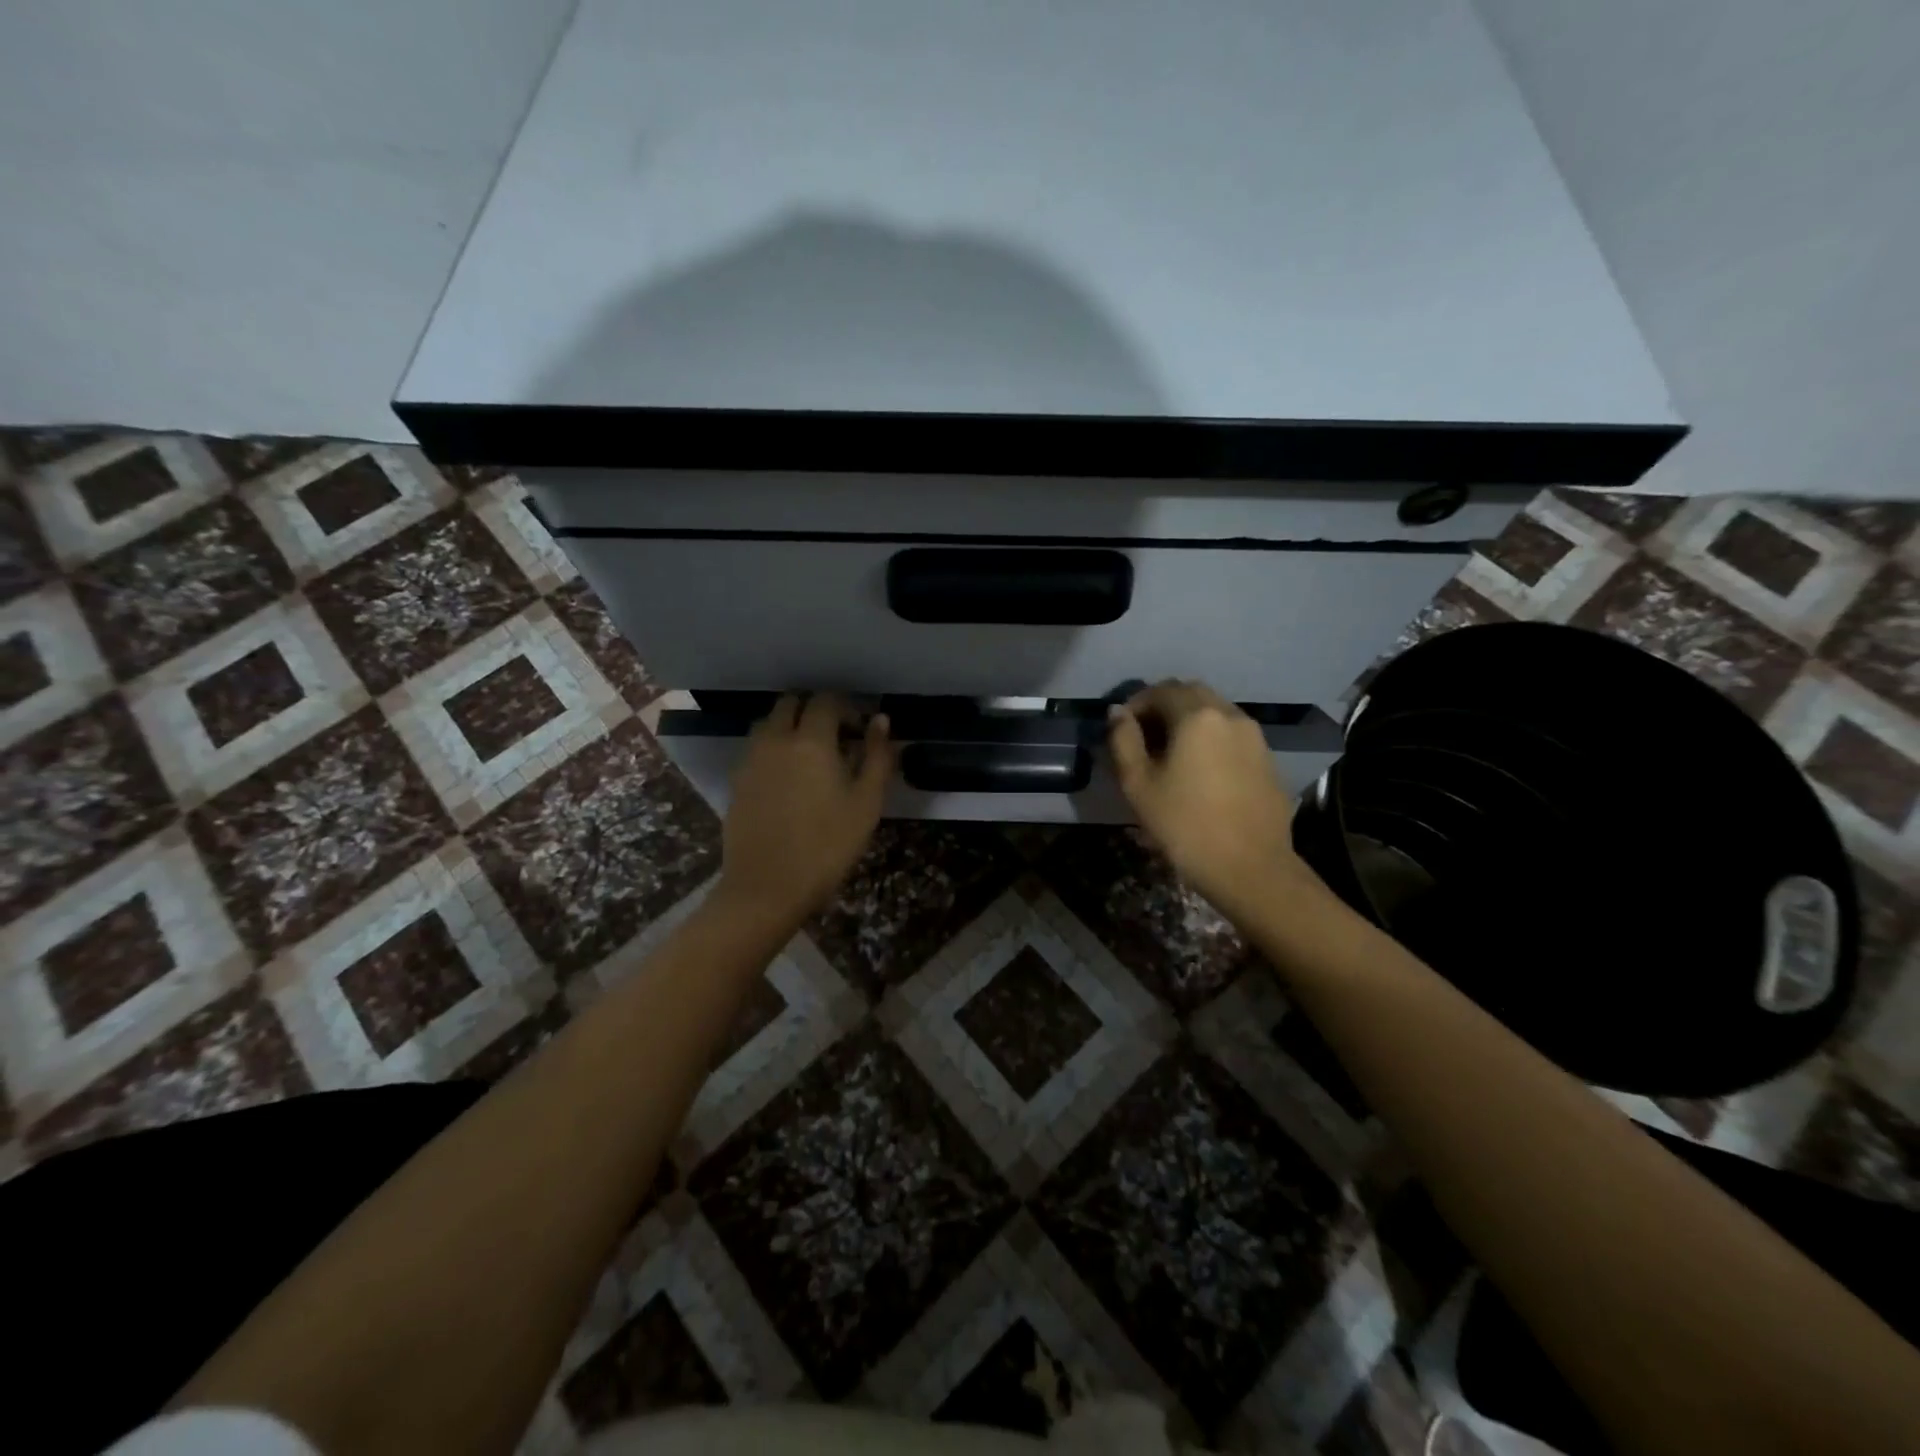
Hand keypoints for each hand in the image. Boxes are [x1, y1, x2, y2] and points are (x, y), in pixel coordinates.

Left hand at [716, 693, 893, 927]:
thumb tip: (880, 721)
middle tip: (835, 736)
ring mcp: (751, 760)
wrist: (767, 888)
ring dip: (789, 726)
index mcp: (811, 740)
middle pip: (790, 703)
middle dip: (814, 710)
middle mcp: (775, 740)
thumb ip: (877, 756)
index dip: (847, 707)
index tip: (860, 728)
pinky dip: (773, 750)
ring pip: (768, 724)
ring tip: (810, 756)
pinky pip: (756, 750)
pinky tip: (788, 780)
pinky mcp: (736, 781)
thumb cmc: (827, 846)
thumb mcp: (866, 804)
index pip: (826, 701)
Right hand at [1109, 680, 1314, 915]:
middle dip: (1163, 707)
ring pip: (1214, 713)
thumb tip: (1118, 713)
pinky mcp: (1267, 759)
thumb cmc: (1185, 825)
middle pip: (1191, 694)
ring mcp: (1254, 736)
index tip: (1120, 728)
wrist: (1251, 868)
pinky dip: (1210, 739)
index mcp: (1197, 716)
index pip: (1160, 691)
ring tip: (1169, 755)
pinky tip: (1199, 771)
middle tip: (1143, 738)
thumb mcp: (1138, 784)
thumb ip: (1124, 740)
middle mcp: (1230, 715)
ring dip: (1188, 722)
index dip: (1136, 704)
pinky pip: (1231, 735)